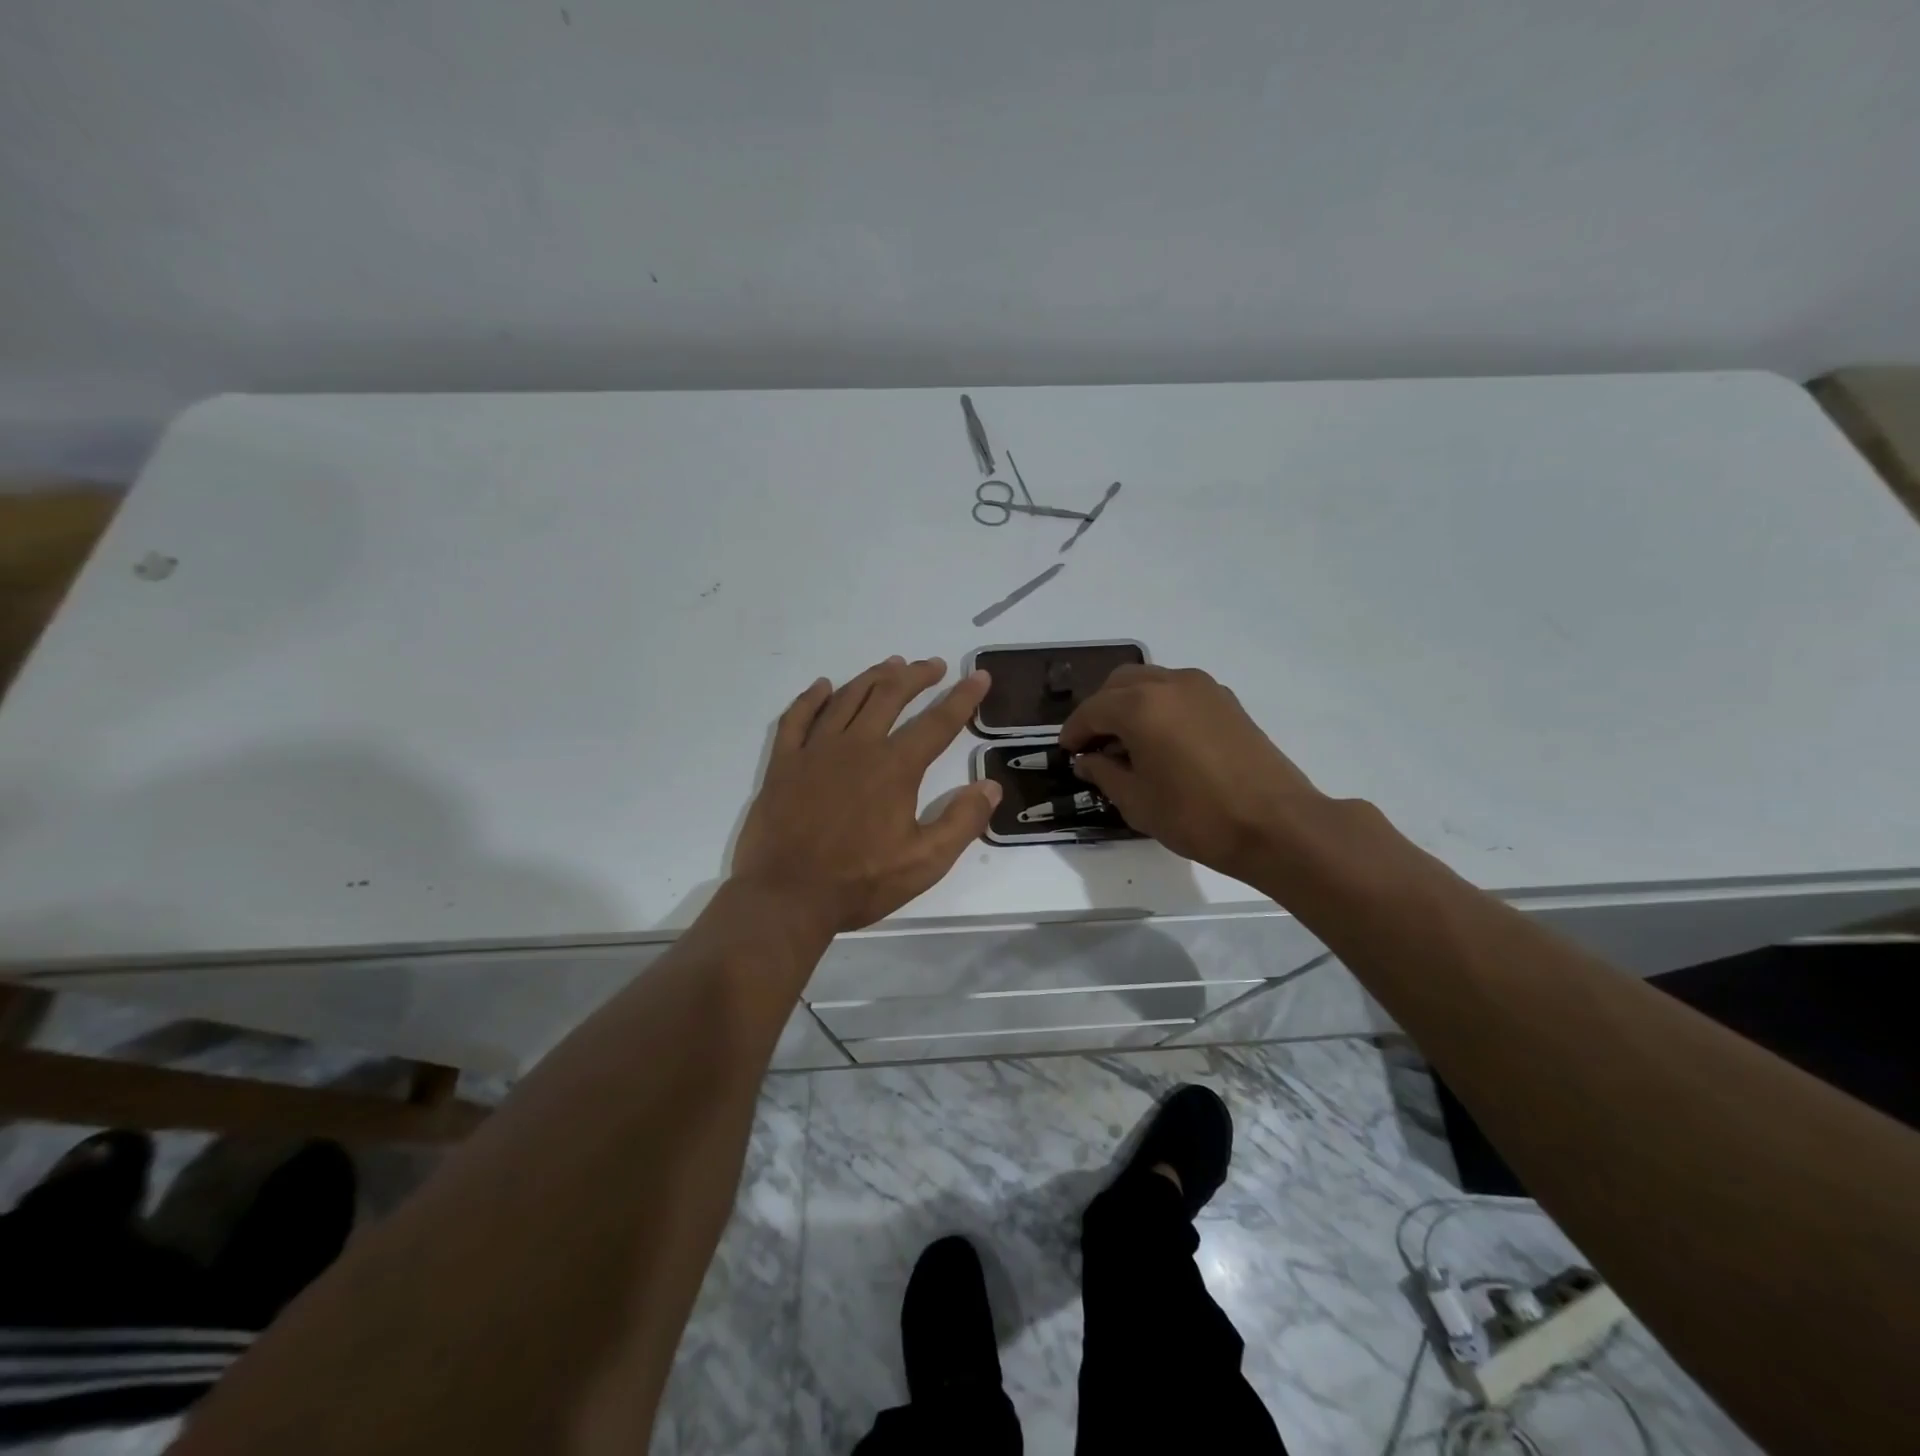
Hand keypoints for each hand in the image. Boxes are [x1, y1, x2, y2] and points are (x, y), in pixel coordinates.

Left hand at [733, 657, 1001, 933]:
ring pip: (847, 698)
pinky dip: (812, 698)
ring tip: (891, 665)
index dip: (962, 697)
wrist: (786, 896)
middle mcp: (857, 746)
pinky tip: (823, 686)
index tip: (978, 676)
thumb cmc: (859, 882)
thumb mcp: (925, 862)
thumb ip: (962, 822)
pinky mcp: (784, 763)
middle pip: (890, 695)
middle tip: (932, 666)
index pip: (937, 723)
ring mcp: (815, 750)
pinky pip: (797, 718)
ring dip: (872, 677)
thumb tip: (990, 786)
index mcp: (895, 768)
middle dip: (916, 676)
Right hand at [1061, 665, 1322, 881]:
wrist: (1277, 824)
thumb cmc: (1197, 817)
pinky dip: (1160, 706)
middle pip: (1119, 684)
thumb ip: (1104, 773)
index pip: (1092, 710)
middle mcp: (1169, 684)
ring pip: (1151, 682)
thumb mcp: (1137, 802)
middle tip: (1095, 745)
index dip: (1074, 732)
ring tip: (1128, 742)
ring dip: (1130, 704)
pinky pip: (1178, 691)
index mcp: (1140, 706)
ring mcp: (1203, 688)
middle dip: (1100, 710)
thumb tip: (1088, 760)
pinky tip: (1162, 740)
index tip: (1067, 753)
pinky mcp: (1226, 701)